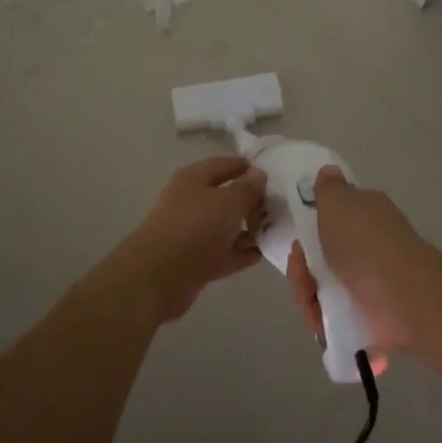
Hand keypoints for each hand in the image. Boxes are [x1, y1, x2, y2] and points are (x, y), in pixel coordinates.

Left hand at [110, 157, 266, 322]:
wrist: (158, 277)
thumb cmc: (195, 228)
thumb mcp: (228, 202)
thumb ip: (247, 189)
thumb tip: (259, 175)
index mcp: (193, 179)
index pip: (224, 165)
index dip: (247, 166)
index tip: (274, 172)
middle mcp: (192, 202)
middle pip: (227, 197)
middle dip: (253, 200)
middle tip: (283, 204)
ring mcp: (193, 233)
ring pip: (228, 226)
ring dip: (251, 228)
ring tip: (280, 228)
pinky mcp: (197, 261)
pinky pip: (226, 252)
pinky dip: (243, 251)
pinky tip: (266, 251)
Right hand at [285, 167, 434, 366]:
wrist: (400, 297)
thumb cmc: (364, 243)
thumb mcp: (338, 203)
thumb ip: (328, 189)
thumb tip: (328, 171)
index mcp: (367, 216)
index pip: (333, 220)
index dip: (309, 232)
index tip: (297, 244)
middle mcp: (371, 247)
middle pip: (324, 259)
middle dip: (303, 271)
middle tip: (303, 277)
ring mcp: (372, 285)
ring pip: (326, 291)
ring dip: (310, 300)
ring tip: (313, 309)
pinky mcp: (371, 318)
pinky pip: (336, 319)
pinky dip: (324, 323)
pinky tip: (322, 325)